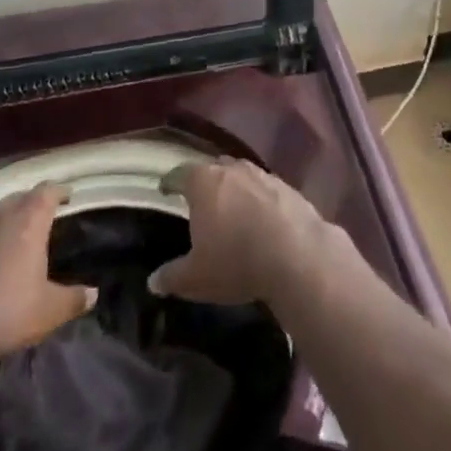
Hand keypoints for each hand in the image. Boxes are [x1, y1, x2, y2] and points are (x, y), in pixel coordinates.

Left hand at [0, 185, 92, 379]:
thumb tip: (93, 293)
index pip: (49, 191)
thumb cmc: (2, 315)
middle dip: (30, 206)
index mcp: (29, 220)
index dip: (60, 192)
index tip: (67, 198)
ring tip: (5, 243)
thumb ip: (73, 299)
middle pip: (18, 199)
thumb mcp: (47, 312)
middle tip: (38, 222)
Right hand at [151, 158, 341, 306]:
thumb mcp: (196, 278)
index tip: (165, 189)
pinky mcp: (287, 187)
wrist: (297, 254)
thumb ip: (172, 276)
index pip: (180, 174)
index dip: (170, 182)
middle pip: (213, 169)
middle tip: (199, 201)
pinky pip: (264, 189)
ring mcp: (262, 175)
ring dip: (234, 190)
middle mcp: (232, 169)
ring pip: (241, 176)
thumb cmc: (236, 260)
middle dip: (205, 183)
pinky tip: (260, 220)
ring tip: (230, 210)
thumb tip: (153, 281)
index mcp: (204, 182)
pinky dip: (258, 200)